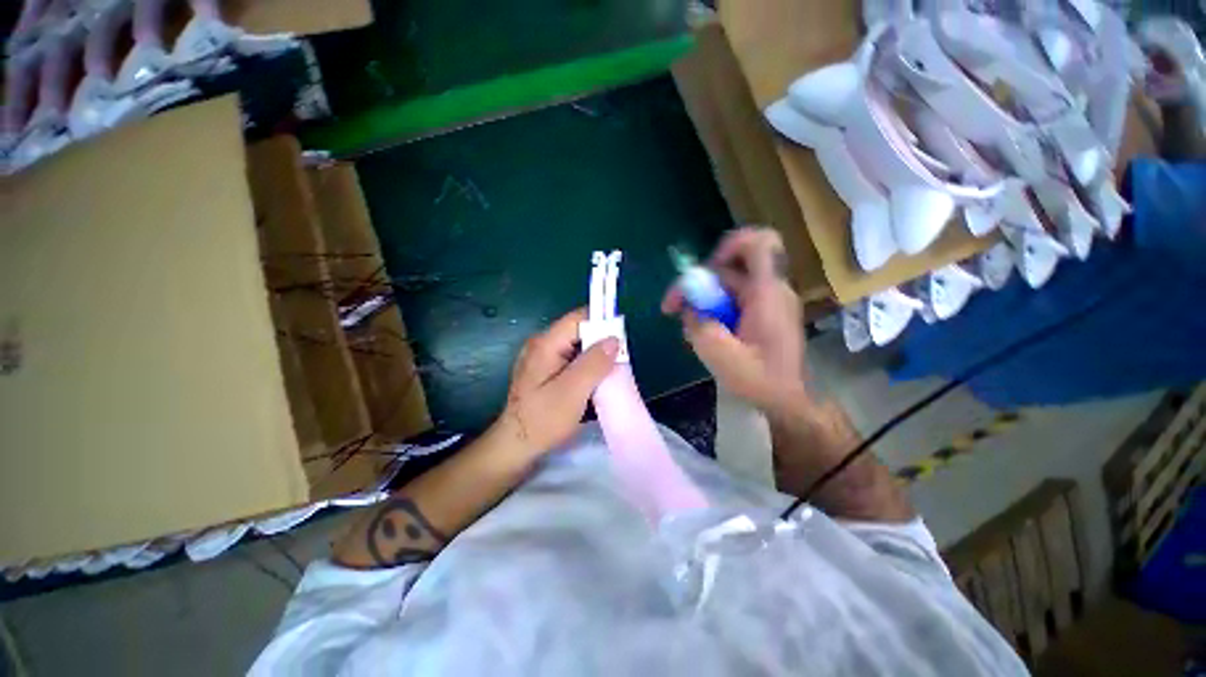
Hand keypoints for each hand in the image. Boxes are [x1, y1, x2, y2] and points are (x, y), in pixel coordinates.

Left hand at [493, 308, 619, 457]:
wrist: (516, 447)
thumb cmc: (543, 420)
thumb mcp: (573, 392)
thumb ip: (594, 363)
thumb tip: (614, 338)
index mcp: (546, 344)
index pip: (579, 318)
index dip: (602, 323)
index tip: (622, 341)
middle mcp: (542, 344)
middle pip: (579, 332)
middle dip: (601, 344)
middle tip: (618, 364)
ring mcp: (542, 358)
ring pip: (578, 347)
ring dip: (595, 358)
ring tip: (608, 376)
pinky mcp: (545, 371)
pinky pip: (572, 360)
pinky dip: (586, 368)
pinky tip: (593, 384)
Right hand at [662, 227, 805, 410]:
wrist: (789, 402)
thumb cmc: (761, 380)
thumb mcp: (721, 356)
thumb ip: (699, 326)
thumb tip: (688, 308)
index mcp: (767, 293)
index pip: (759, 243)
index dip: (730, 245)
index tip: (706, 272)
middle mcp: (769, 290)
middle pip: (729, 269)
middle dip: (698, 285)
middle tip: (675, 309)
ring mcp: (767, 302)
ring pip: (727, 286)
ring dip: (703, 302)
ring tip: (690, 328)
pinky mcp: (762, 314)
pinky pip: (732, 301)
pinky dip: (714, 311)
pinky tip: (706, 333)